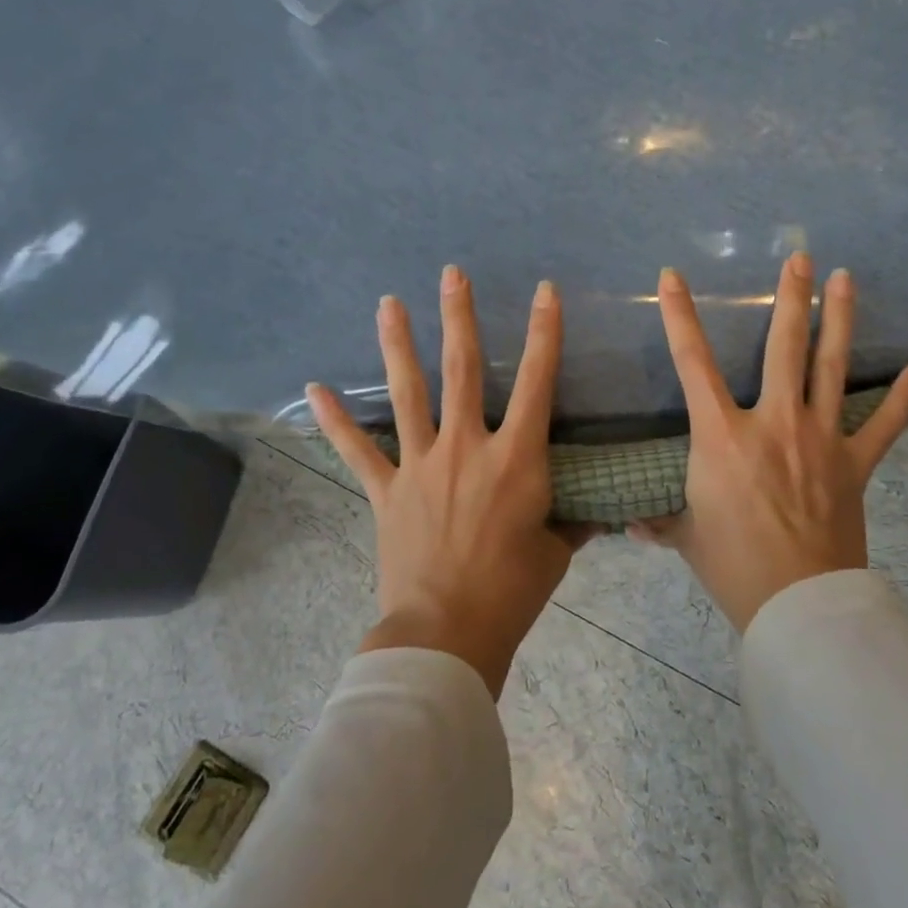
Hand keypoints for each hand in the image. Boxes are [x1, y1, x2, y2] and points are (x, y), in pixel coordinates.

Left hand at [307, 267, 592, 698]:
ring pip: (408, 393)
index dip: (544, 332)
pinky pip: (357, 451)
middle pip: (464, 369)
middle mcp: (467, 447)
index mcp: (517, 458)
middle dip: (459, 317)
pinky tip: (313, 388)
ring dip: (398, 344)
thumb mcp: (557, 551)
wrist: (446, 633)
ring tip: (388, 302)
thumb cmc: (512, 590)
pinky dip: (335, 421)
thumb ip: (574, 521)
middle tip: (451, 274)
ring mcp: (421, 465)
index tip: (544, 291)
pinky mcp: (387, 491)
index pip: (539, 381)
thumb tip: (594, 512)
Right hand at [631, 254, 907, 632]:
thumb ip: (659, 523)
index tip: (672, 276)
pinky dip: (904, 398)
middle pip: (782, 347)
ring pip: (831, 367)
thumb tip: (631, 526)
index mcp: (722, 436)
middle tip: (800, 257)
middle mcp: (773, 423)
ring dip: (838, 319)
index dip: (679, 316)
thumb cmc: (732, 566)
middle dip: (790, 298)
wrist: (798, 603)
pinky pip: (885, 425)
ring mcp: (820, 439)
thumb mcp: (686, 539)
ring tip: (845, 278)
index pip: (692, 363)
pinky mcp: (855, 463)